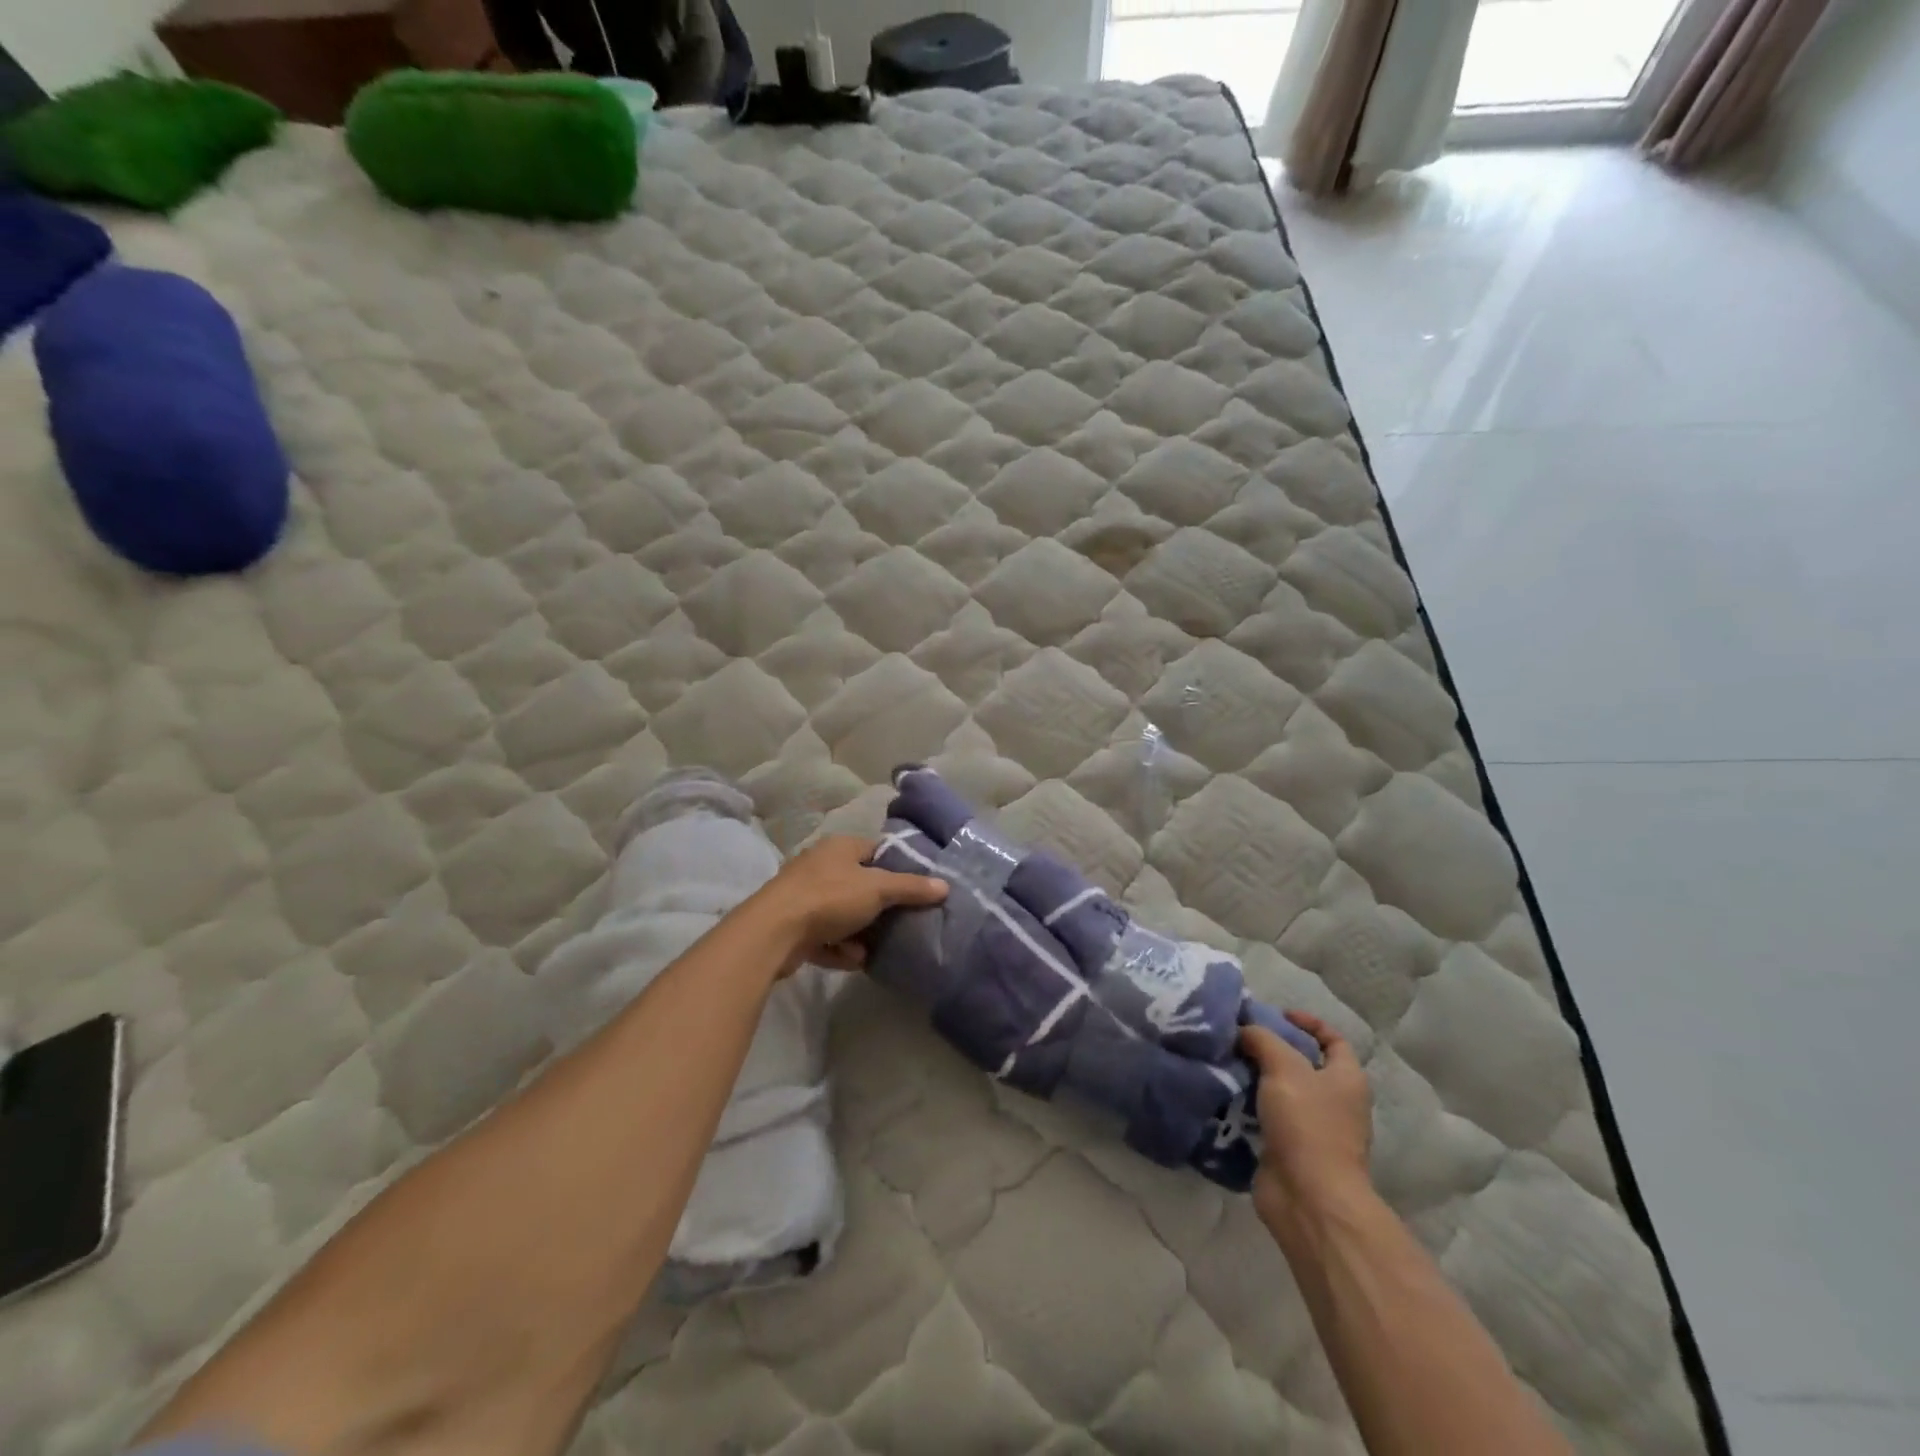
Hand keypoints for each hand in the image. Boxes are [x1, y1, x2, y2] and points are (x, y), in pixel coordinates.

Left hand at [750, 835, 947, 973]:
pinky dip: (839, 948)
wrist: (773, 932)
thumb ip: (911, 887)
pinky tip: (853, 960)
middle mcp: (820, 866)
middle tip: (901, 921)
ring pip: (842, 914)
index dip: (897, 867)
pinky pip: (825, 936)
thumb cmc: (829, 898)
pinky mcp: (793, 926)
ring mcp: (803, 896)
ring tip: (876, 947)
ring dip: (859, 932)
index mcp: (839, 847)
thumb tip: (944, 886)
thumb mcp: (877, 889)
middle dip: (879, 907)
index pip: (875, 850)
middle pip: (859, 884)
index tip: (915, 888)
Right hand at [1239, 1011, 1372, 1231]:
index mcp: (1346, 1079)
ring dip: (1254, 1077)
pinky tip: (1223, 1094)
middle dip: (1271, 1049)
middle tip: (1239, 1036)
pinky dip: (1247, 1106)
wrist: (1309, 1197)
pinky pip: (1266, 1118)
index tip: (1275, 1015)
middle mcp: (1334, 1102)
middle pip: (1302, 1064)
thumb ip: (1262, 1040)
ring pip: (1280, 1091)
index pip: (1333, 1040)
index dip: (1308, 1022)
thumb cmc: (1307, 1124)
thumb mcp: (1283, 1067)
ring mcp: (1312, 1129)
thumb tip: (1244, 1030)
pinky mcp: (1289, 1150)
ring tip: (1224, 1061)